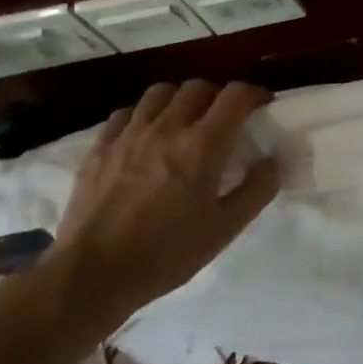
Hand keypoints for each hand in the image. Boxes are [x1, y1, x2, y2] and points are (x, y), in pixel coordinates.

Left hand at [46, 79, 279, 329]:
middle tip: (223, 119)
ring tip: (183, 121)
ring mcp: (129, 134)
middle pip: (198, 87)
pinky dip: (142, 116)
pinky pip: (126, 113)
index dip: (254, 93)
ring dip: (179, 100)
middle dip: (217, 96)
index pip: (236, 95)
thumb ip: (256, 190)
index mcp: (203, 145)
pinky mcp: (99, 148)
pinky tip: (144, 136)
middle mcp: (167, 128)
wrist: (91, 276)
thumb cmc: (166, 254)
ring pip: (160, 92)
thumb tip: (271, 161)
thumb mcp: (225, 229)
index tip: (261, 106)